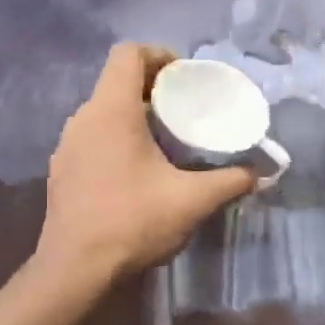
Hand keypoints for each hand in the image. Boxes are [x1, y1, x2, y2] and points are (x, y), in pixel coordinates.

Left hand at [37, 43, 256, 278]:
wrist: (75, 270)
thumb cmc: (133, 222)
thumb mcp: (193, 201)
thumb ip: (231, 181)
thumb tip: (262, 175)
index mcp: (111, 111)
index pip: (129, 54)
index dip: (160, 55)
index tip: (186, 77)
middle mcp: (83, 118)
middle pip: (117, 82)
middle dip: (154, 88)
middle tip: (187, 110)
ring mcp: (67, 145)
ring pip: (104, 112)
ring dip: (135, 115)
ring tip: (167, 140)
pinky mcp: (62, 171)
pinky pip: (93, 137)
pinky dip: (118, 139)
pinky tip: (139, 171)